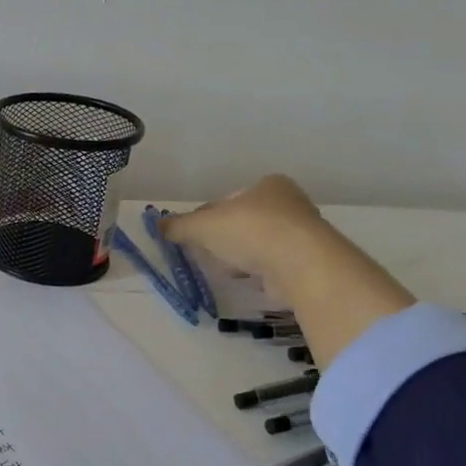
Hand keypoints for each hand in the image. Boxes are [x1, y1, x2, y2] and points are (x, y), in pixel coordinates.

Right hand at [163, 174, 412, 370]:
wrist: (299, 263)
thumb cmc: (249, 231)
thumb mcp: (203, 225)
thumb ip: (179, 225)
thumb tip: (157, 225)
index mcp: (267, 184)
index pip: (227, 200)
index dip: (205, 218)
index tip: (192, 236)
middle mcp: (289, 203)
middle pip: (243, 222)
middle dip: (223, 239)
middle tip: (207, 255)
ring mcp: (301, 233)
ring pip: (258, 244)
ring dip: (240, 256)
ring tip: (227, 270)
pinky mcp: (308, 260)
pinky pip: (273, 264)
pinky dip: (259, 271)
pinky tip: (249, 280)